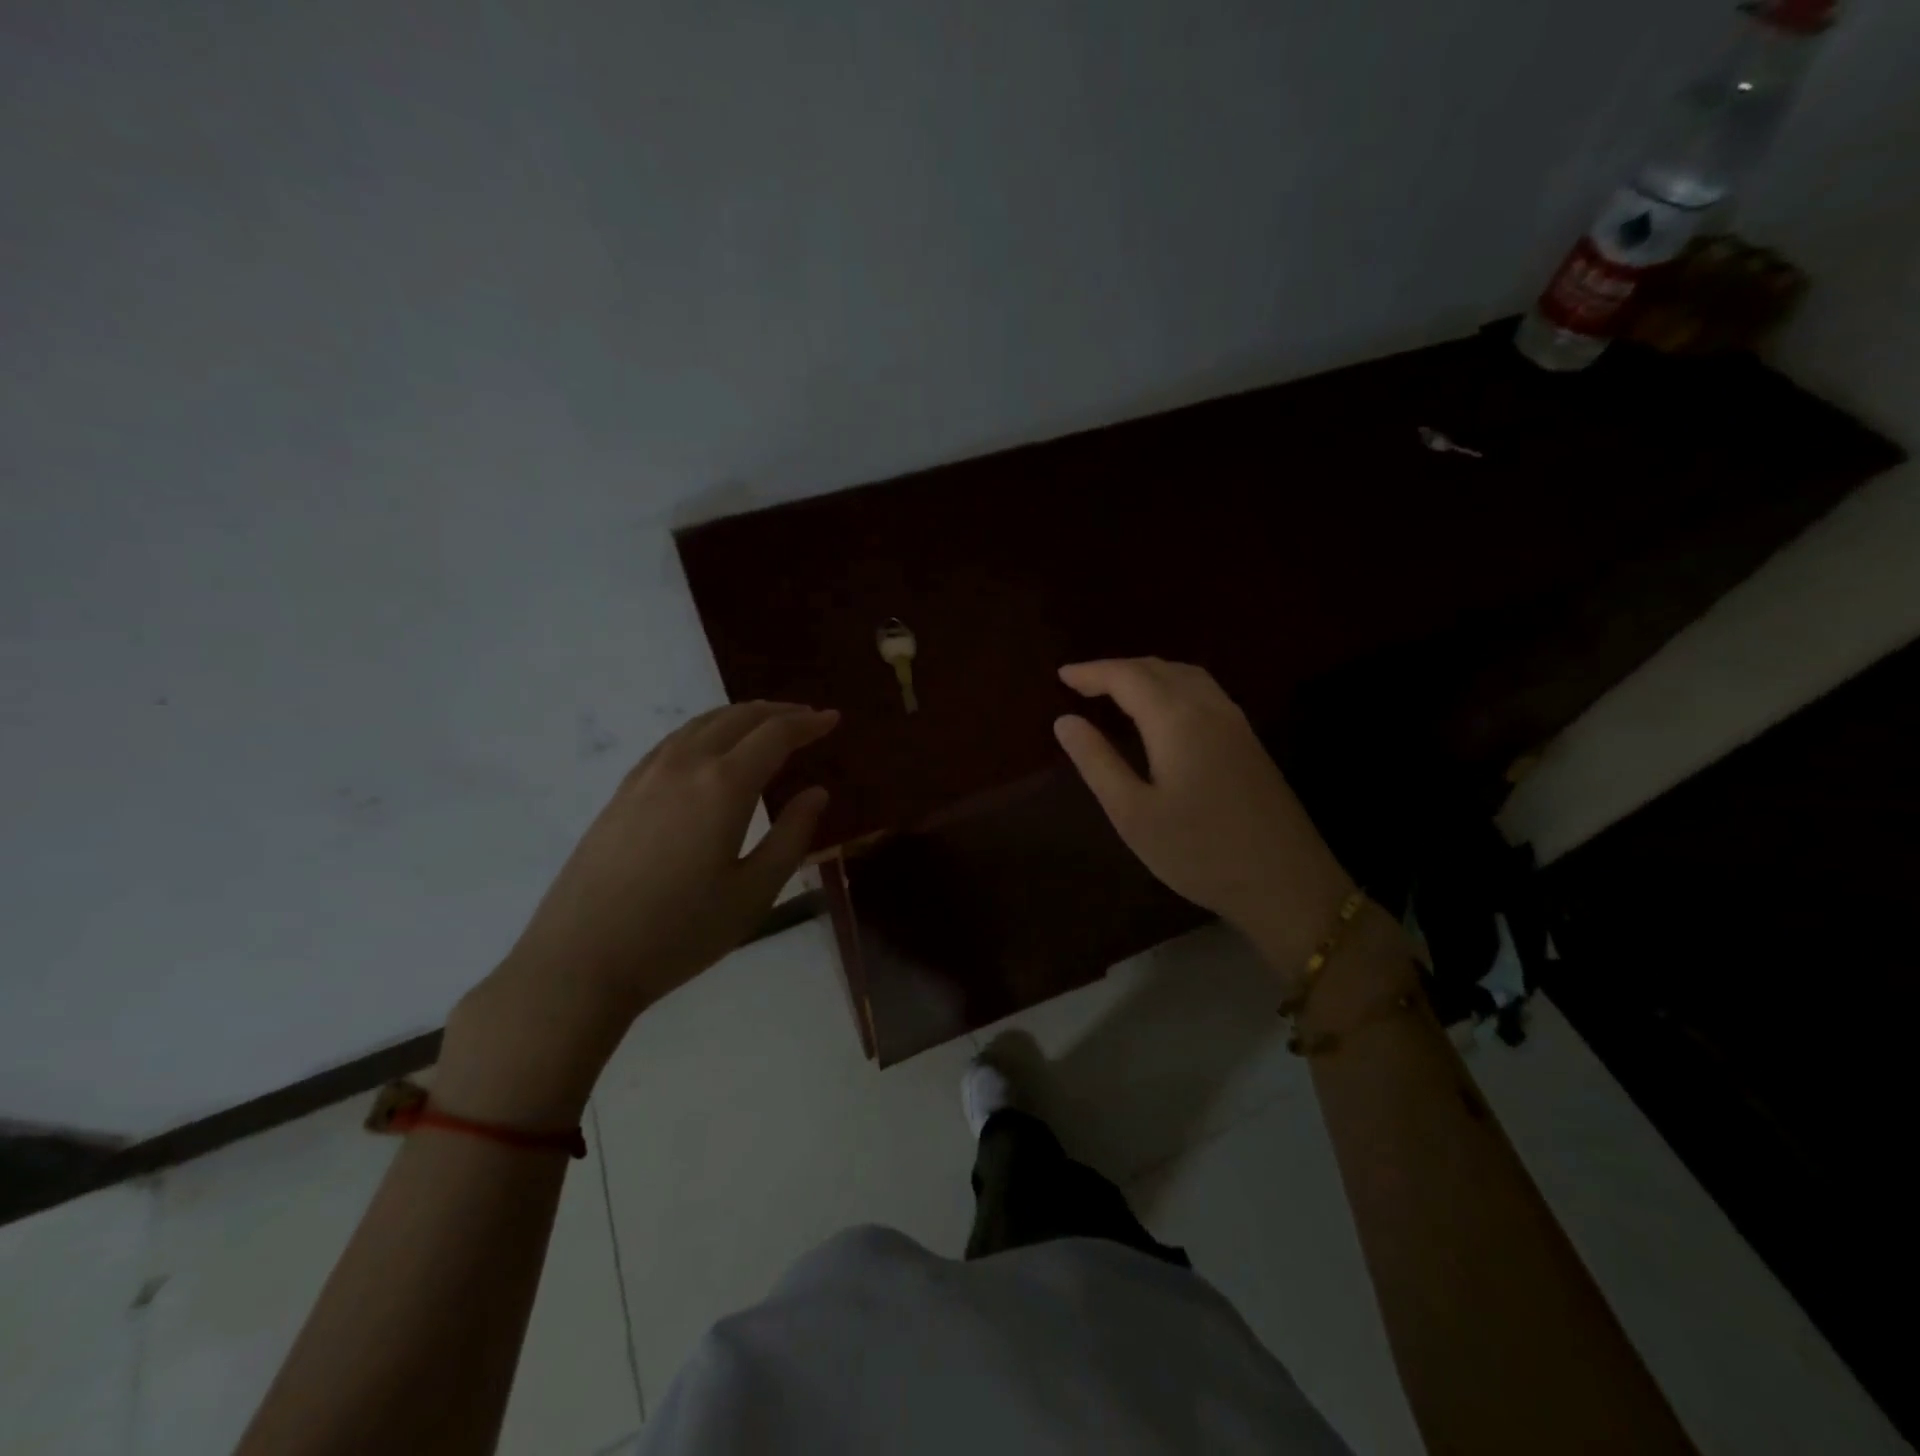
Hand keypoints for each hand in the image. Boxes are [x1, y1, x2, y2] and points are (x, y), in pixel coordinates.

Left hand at [438, 702, 837, 1124]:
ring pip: (700, 724)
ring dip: (740, 716)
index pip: (775, 736)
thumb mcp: (754, 893)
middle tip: (807, 718)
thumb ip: (792, 837)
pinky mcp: (621, 793)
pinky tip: (708, 749)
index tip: (833, 719)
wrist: (580, 961)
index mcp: (723, 786)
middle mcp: (684, 766)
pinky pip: (672, 741)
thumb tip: (817, 793)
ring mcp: (646, 776)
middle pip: (737, 719)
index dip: (808, 723)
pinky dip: (704, 731)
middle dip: (778, 713)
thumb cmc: (679, 933)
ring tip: (765, 725)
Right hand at [1053, 659, 1354, 974]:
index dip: (1092, 672)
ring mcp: (1236, 723)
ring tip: (1116, 690)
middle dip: (1117, 669)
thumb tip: (1064, 721)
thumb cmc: (1199, 852)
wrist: (1287, 883)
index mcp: (1177, 720)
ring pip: (1186, 675)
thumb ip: (1097, 762)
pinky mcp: (1249, 741)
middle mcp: (1209, 708)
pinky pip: (1204, 691)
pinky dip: (1172, 685)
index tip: (1061, 676)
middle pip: (1159, 668)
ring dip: (1147, 673)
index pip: (1127, 677)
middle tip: (1081, 683)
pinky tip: (1164, 710)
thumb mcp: (1133, 814)